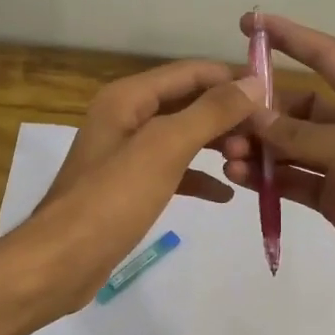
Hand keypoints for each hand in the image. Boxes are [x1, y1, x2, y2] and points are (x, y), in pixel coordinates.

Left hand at [8, 60, 261, 316]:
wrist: (61, 262)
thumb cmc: (112, 199)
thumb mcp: (165, 148)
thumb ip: (210, 113)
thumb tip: (253, 83)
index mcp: (129, 98)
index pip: (191, 72)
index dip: (231, 80)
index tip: (273, 98)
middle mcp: (127, 118)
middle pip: (189, 104)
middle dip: (228, 117)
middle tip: (266, 140)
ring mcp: (127, 154)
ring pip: (184, 138)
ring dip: (217, 146)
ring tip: (251, 163)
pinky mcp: (131, 188)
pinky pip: (174, 171)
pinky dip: (200, 178)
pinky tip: (226, 194)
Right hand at [218, 13, 334, 320]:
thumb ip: (303, 133)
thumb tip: (255, 118)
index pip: (329, 58)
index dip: (291, 37)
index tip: (250, 23)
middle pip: (302, 109)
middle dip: (264, 111)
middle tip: (225, 120)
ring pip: (292, 148)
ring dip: (260, 148)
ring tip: (227, 154)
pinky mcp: (334, 203)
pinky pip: (293, 181)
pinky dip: (266, 179)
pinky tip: (238, 177)